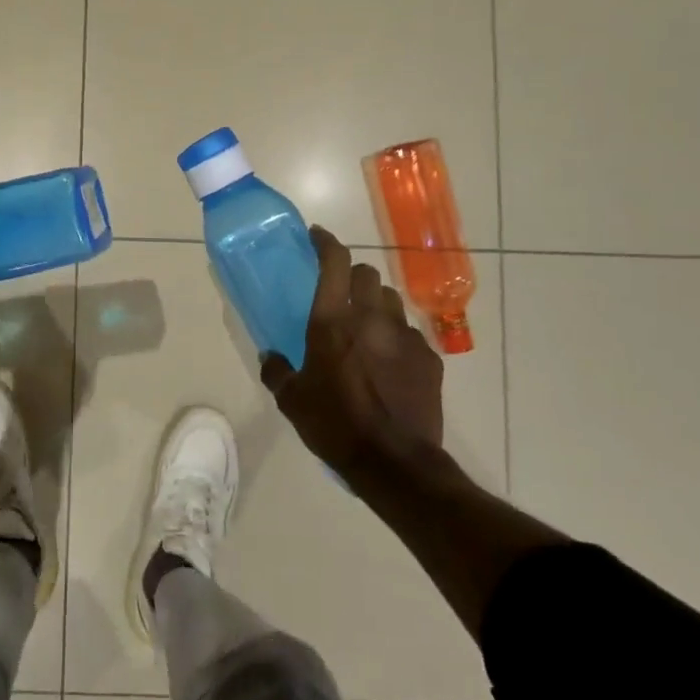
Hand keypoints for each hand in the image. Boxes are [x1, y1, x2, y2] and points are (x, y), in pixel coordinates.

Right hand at [261, 227, 444, 482]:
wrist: (394, 463)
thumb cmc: (334, 425)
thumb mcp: (292, 401)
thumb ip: (277, 371)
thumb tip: (270, 357)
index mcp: (333, 321)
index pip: (335, 262)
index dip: (326, 242)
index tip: (317, 236)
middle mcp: (371, 318)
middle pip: (367, 274)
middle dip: (353, 277)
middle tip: (342, 295)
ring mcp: (405, 336)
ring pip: (392, 300)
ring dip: (377, 305)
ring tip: (367, 328)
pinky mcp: (429, 359)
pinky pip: (410, 333)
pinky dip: (396, 338)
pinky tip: (389, 363)